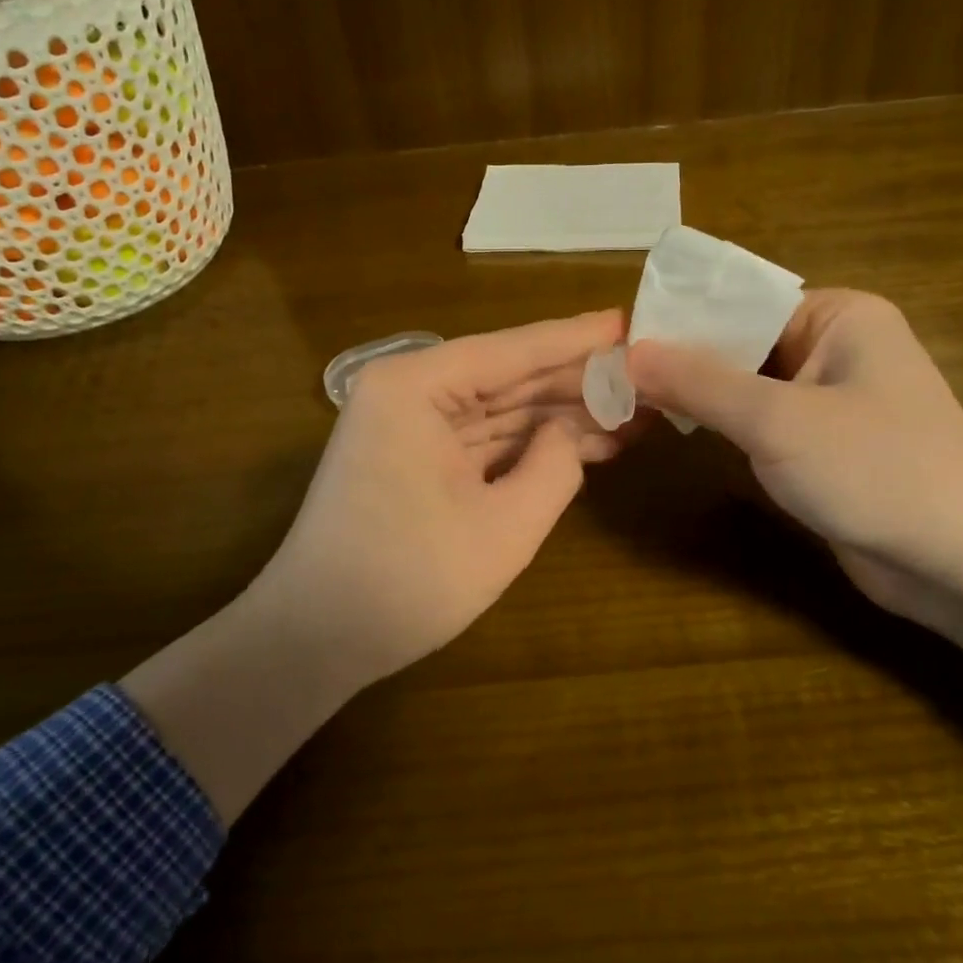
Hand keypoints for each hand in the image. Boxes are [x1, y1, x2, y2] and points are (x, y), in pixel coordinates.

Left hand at [249, 308, 630, 685]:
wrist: (316, 640)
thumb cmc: (408, 580)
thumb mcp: (504, 527)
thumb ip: (554, 467)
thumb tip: (569, 433)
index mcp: (416, 386)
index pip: (513, 350)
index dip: (577, 340)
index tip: (630, 322)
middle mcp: (408, 391)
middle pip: (508, 377)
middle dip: (576, 383)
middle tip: (646, 378)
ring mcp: (408, 426)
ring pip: (500, 410)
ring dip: (560, 417)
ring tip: (632, 415)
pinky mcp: (415, 459)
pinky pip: (483, 440)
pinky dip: (529, 446)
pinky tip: (585, 446)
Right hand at [626, 290, 962, 611]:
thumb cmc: (876, 469)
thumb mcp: (777, 420)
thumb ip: (700, 383)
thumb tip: (629, 353)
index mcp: (839, 316)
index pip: (742, 302)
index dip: (682, 320)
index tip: (621, 340)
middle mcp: (836, 347)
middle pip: (743, 343)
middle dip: (686, 361)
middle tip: (616, 374)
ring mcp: (832, 399)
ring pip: (750, 386)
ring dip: (702, 395)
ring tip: (632, 397)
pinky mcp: (826, 446)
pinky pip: (764, 422)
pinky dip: (725, 426)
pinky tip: (680, 429)